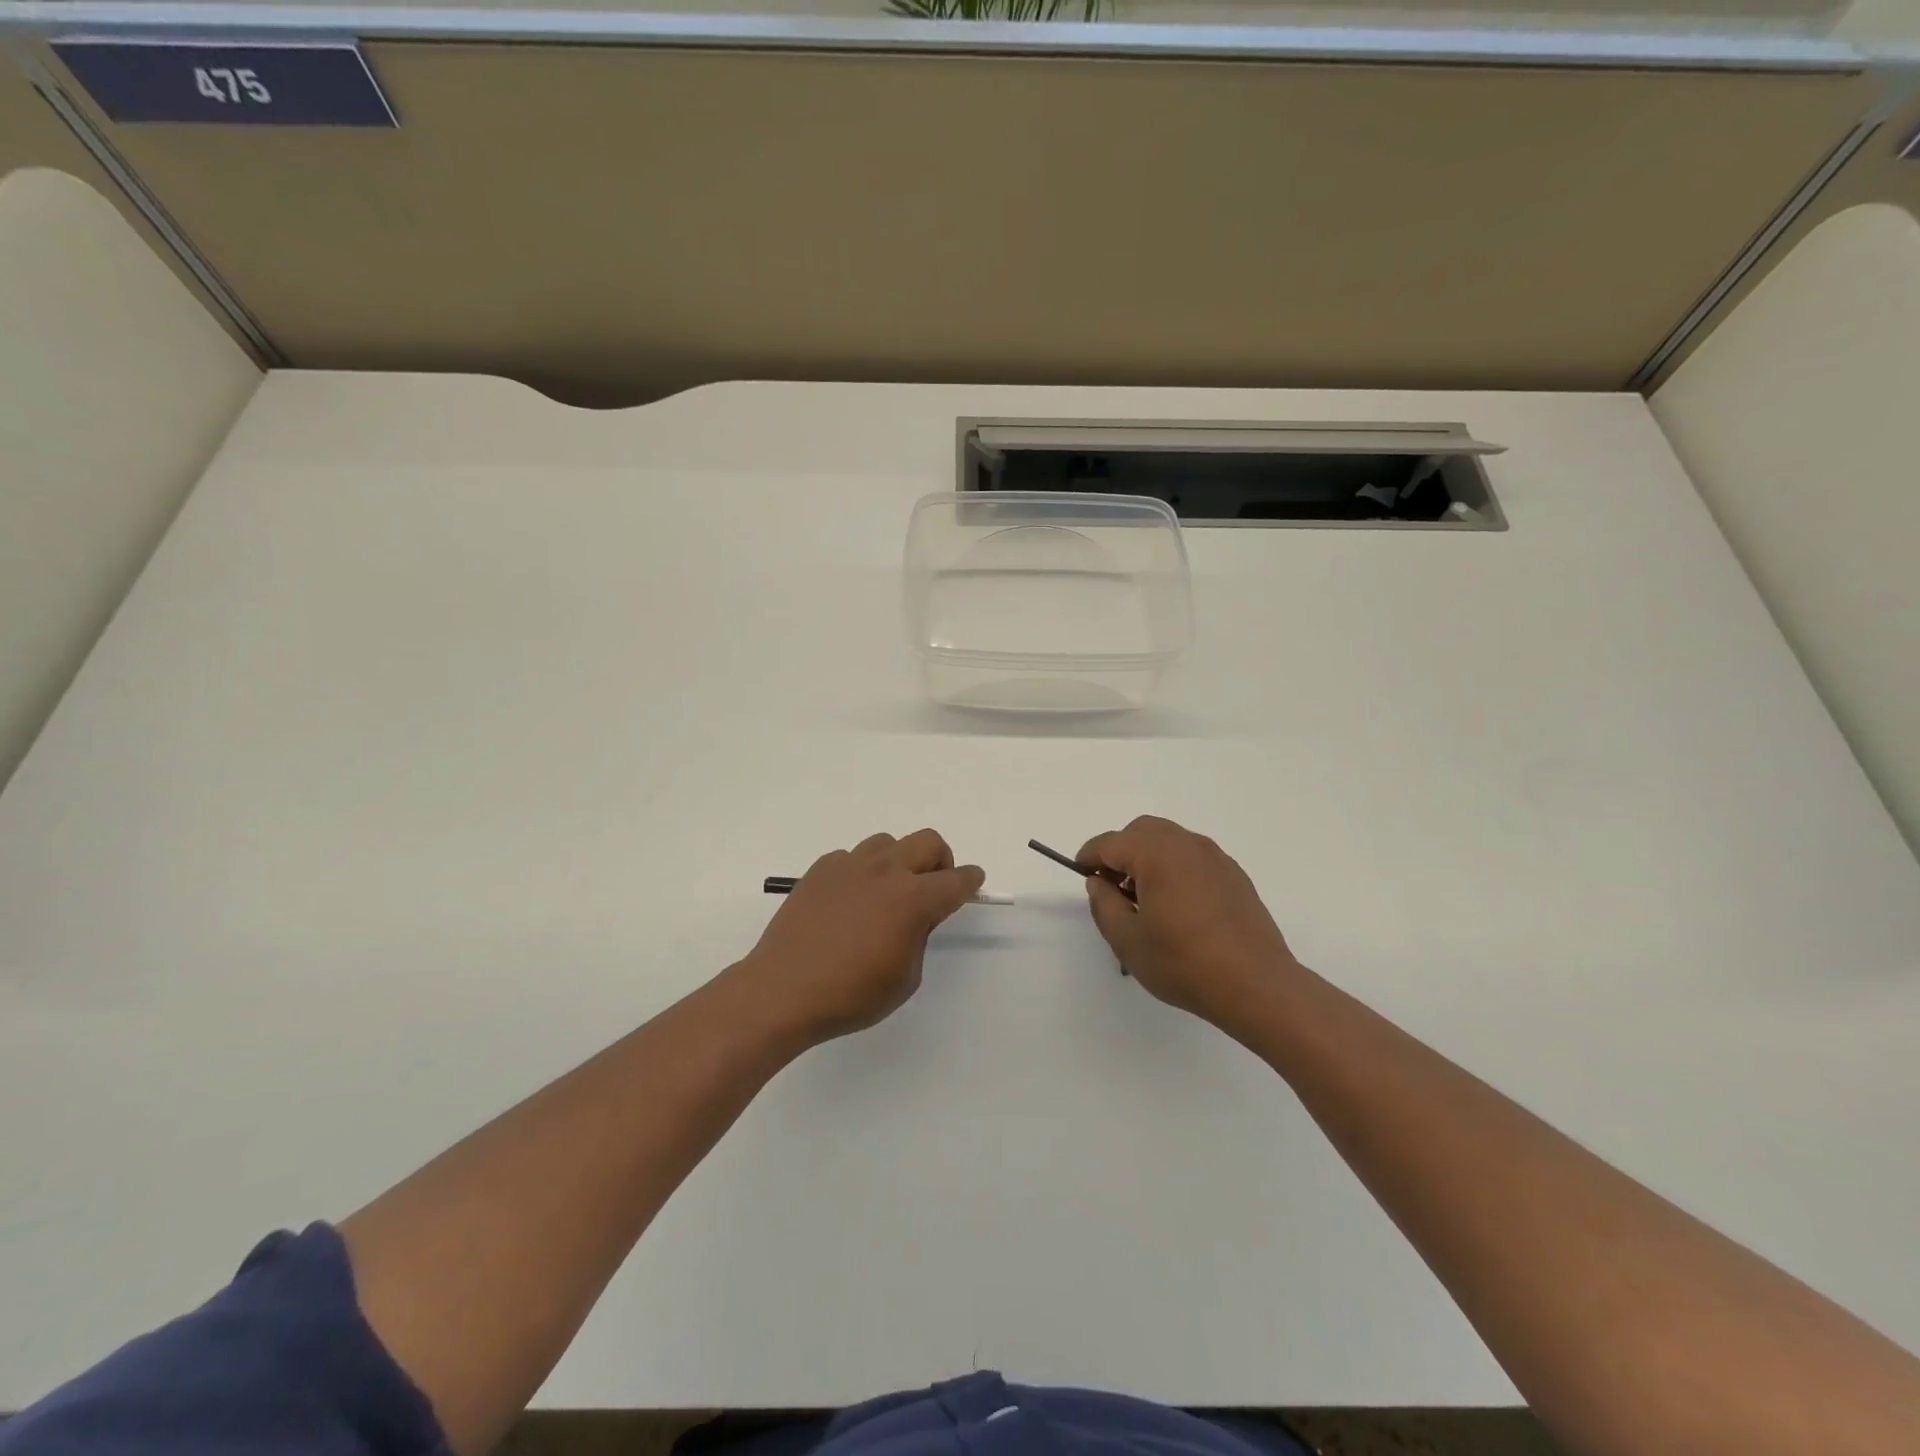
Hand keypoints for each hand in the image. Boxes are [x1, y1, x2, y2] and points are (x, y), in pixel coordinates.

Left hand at [738, 829, 984, 1045]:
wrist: (782, 990)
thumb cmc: (851, 994)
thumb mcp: (905, 977)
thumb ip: (919, 936)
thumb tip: (915, 916)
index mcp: (912, 899)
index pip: (955, 881)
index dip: (970, 881)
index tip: (972, 882)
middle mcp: (885, 871)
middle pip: (928, 842)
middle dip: (940, 860)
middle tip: (932, 887)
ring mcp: (849, 865)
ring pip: (888, 843)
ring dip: (899, 861)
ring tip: (887, 892)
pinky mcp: (820, 869)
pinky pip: (851, 857)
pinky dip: (861, 872)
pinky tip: (849, 901)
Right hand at [1078, 816, 1301, 1036]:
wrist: (1257, 985)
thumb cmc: (1184, 963)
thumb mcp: (1128, 941)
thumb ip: (1104, 904)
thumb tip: (1098, 882)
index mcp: (1156, 854)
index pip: (1110, 843)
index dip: (1089, 856)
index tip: (1081, 874)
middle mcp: (1186, 845)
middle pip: (1142, 831)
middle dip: (1120, 851)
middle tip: (1112, 887)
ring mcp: (1215, 857)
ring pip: (1170, 840)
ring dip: (1148, 857)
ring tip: (1144, 898)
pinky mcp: (1234, 874)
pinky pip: (1193, 857)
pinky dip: (1175, 867)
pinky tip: (1177, 906)